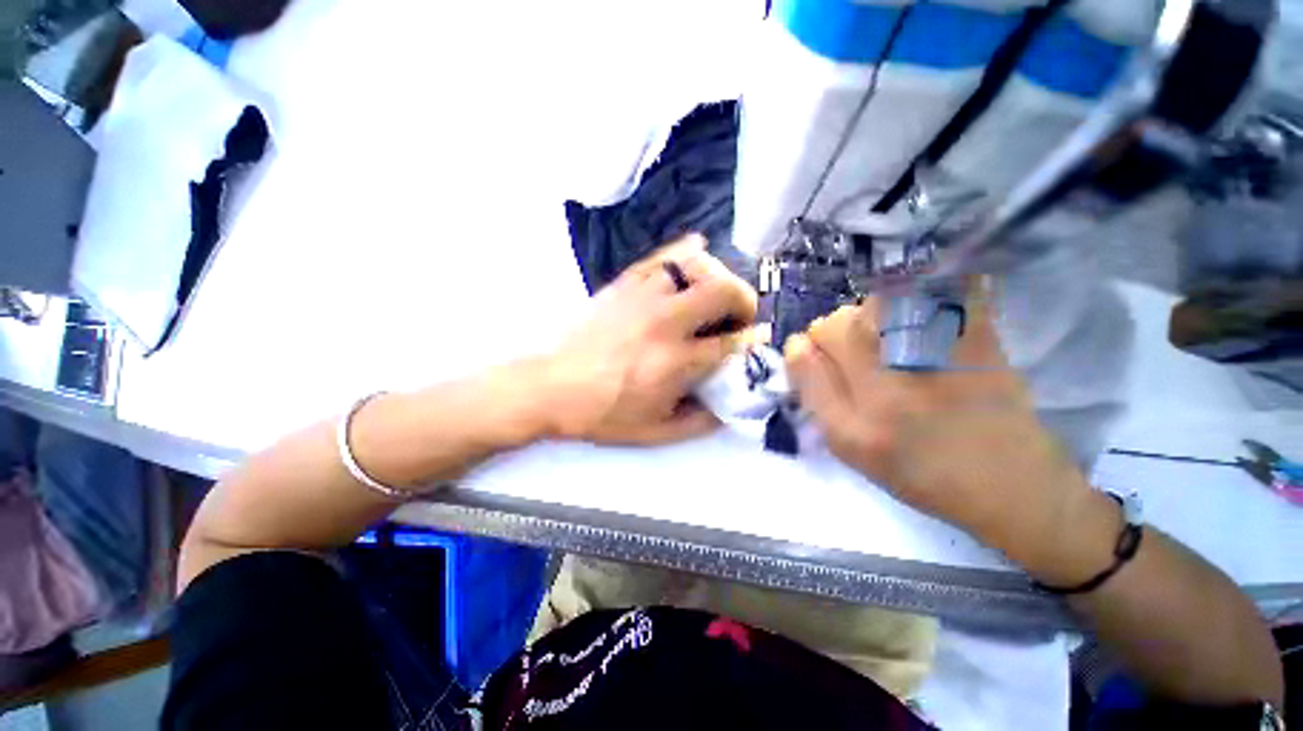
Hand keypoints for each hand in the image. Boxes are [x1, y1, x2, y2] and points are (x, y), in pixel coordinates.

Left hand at [538, 234, 757, 444]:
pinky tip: (696, 253)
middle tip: (738, 315)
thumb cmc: (605, 413)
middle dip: (744, 301)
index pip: (731, 342)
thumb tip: (733, 405)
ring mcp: (644, 296)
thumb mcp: (657, 432)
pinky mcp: (625, 283)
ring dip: (717, 277)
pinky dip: (686, 251)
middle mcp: (666, 322)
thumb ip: (702, 421)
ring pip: (697, 265)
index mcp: (677, 362)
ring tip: (714, 293)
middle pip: (724, 291)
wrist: (552, 388)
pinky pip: (664, 256)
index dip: (751, 339)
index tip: (755, 338)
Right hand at [784, 296, 1112, 579]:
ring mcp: (936, 362)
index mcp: (851, 423)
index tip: (818, 359)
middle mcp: (887, 387)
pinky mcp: (980, 341)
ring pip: (875, 304)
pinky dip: (932, 290)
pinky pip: (946, 291)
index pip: (803, 353)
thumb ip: (816, 396)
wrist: (1010, 484)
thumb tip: (800, 347)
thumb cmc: (919, 471)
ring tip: (892, 342)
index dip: (804, 350)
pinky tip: (930, 314)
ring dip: (871, 316)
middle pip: (835, 322)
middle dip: (834, 333)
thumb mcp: (850, 449)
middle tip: (857, 356)